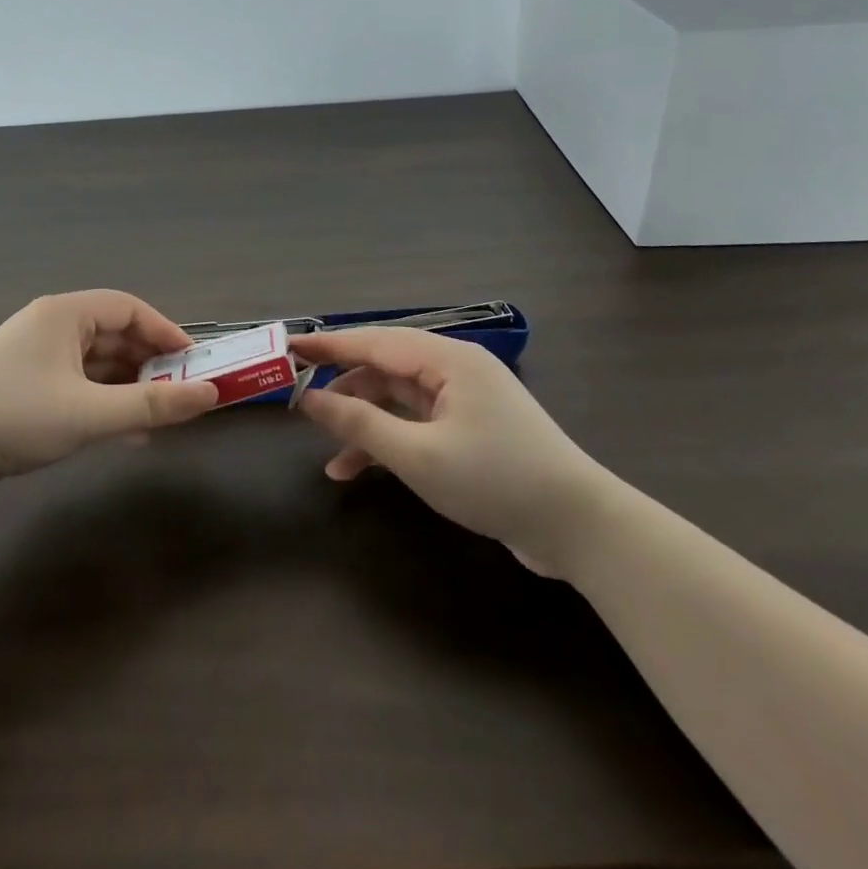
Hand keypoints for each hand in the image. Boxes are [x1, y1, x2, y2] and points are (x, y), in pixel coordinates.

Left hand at [0, 290, 218, 486]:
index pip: (129, 308)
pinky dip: (102, 401)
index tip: (194, 362)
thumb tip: (209, 394)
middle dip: (149, 363)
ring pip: (95, 363)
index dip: (166, 332)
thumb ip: (151, 405)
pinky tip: (122, 433)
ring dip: (127, 387)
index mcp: (64, 314)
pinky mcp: (23, 385)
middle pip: (113, 334)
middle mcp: (50, 326)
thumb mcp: (89, 414)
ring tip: (158, 417)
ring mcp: (34, 356)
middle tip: (180, 393)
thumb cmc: (14, 417)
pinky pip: (76, 384)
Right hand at [291, 329, 614, 576]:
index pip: (375, 341)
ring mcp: (464, 400)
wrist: (579, 528)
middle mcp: (455, 369)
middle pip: (385, 367)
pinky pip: (416, 423)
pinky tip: (358, 470)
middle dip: (343, 386)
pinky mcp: (470, 429)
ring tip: (328, 452)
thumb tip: (309, 399)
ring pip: (398, 398)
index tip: (287, 347)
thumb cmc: (495, 480)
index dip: (328, 345)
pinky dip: (388, 441)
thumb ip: (359, 424)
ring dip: (364, 422)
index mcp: (448, 359)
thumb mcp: (418, 456)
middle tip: (297, 398)